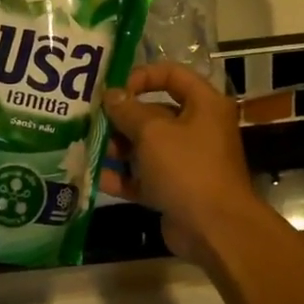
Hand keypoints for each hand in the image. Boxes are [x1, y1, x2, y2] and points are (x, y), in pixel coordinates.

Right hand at [101, 63, 261, 263]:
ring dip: (119, 146)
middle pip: (155, 112)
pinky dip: (123, 176)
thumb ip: (128, 110)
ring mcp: (186, 161)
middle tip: (91, 120)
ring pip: (147, 146)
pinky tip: (96, 176)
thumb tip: (111, 95)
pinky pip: (145, 176)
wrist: (214, 229)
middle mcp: (198, 128)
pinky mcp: (175, 189)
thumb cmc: (187, 168)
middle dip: (123, 116)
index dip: (142, 76)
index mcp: (204, 104)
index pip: (172, 74)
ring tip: (89, 146)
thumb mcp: (153, 132)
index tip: (114, 89)